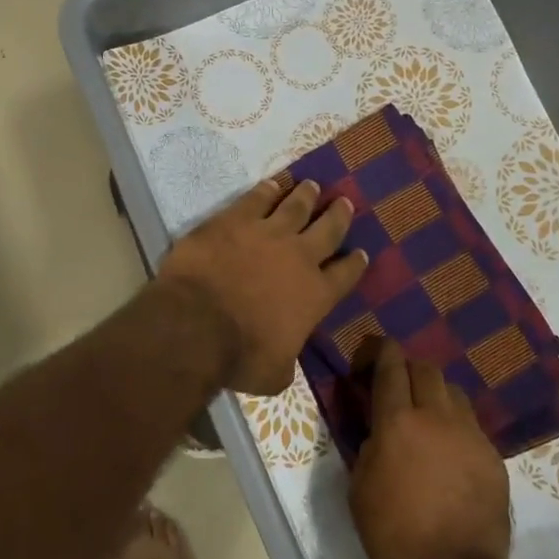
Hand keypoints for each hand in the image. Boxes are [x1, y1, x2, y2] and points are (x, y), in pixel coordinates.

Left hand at [158, 178, 367, 395]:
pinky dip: (267, 190)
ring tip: (312, 185)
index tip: (361, 253)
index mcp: (316, 295)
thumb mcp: (275, 374)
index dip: (354, 263)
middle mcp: (299, 257)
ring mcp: (268, 232)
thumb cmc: (239, 356)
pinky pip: (257, 198)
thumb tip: (285, 359)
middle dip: (338, 215)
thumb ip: (288, 361)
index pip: (345, 275)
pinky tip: (272, 184)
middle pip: (327, 229)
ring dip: (306, 195)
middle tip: (344, 203)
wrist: (197, 323)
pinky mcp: (235, 219)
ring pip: (295, 206)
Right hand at [350, 341, 511, 558]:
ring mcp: (470, 436)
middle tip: (400, 382)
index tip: (380, 347)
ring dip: (437, 394)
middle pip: (427, 370)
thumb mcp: (359, 486)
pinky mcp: (493, 457)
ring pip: (454, 393)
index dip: (384, 352)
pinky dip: (457, 426)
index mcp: (397, 422)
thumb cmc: (392, 533)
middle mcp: (436, 417)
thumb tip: (378, 430)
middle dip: (411, 368)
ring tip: (429, 413)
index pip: (391, 368)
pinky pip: (473, 426)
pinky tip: (450, 449)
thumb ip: (369, 446)